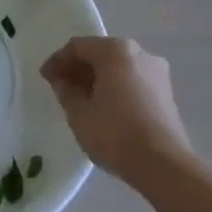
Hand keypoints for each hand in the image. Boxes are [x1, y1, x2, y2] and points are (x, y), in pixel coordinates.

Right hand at [40, 36, 192, 184]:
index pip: (78, 46)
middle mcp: (139, 53)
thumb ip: (66, 91)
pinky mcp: (166, 93)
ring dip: (98, 78)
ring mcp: (157, 72)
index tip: (45, 78)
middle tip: (61, 87)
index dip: (58, 61)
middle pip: (101, 53)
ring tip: (82, 99)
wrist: (163, 164)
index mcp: (116, 50)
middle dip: (79, 68)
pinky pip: (133, 81)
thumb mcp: (79, 114)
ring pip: (119, 67)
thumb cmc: (115, 133)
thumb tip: (63, 82)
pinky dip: (116, 88)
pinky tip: (106, 108)